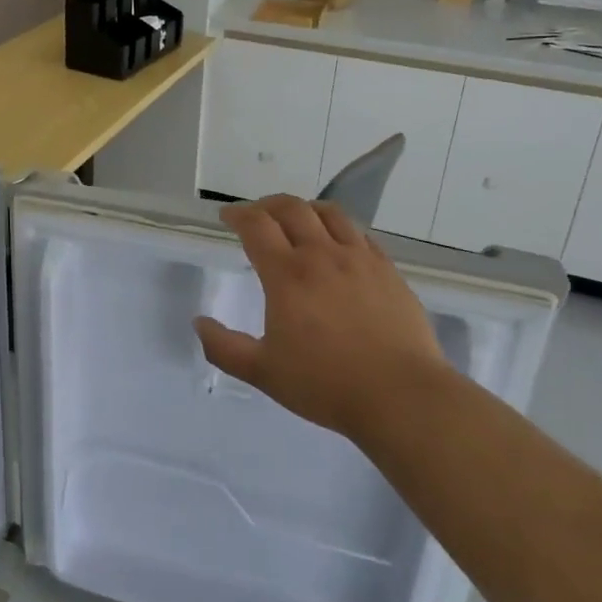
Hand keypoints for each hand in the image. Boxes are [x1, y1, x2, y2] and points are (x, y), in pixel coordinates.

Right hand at [193, 196, 445, 443]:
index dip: (238, 214)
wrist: (401, 396)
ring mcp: (360, 259)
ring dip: (305, 209)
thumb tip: (199, 323)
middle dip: (267, 205)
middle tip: (257, 215)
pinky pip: (360, 235)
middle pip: (292, 208)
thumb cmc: (326, 384)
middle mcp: (322, 254)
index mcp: (287, 274)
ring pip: (329, 213)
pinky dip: (340, 230)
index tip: (227, 216)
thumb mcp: (263, 372)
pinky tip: (338, 246)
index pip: (257, 225)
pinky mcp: (388, 270)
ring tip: (297, 220)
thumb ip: (224, 348)